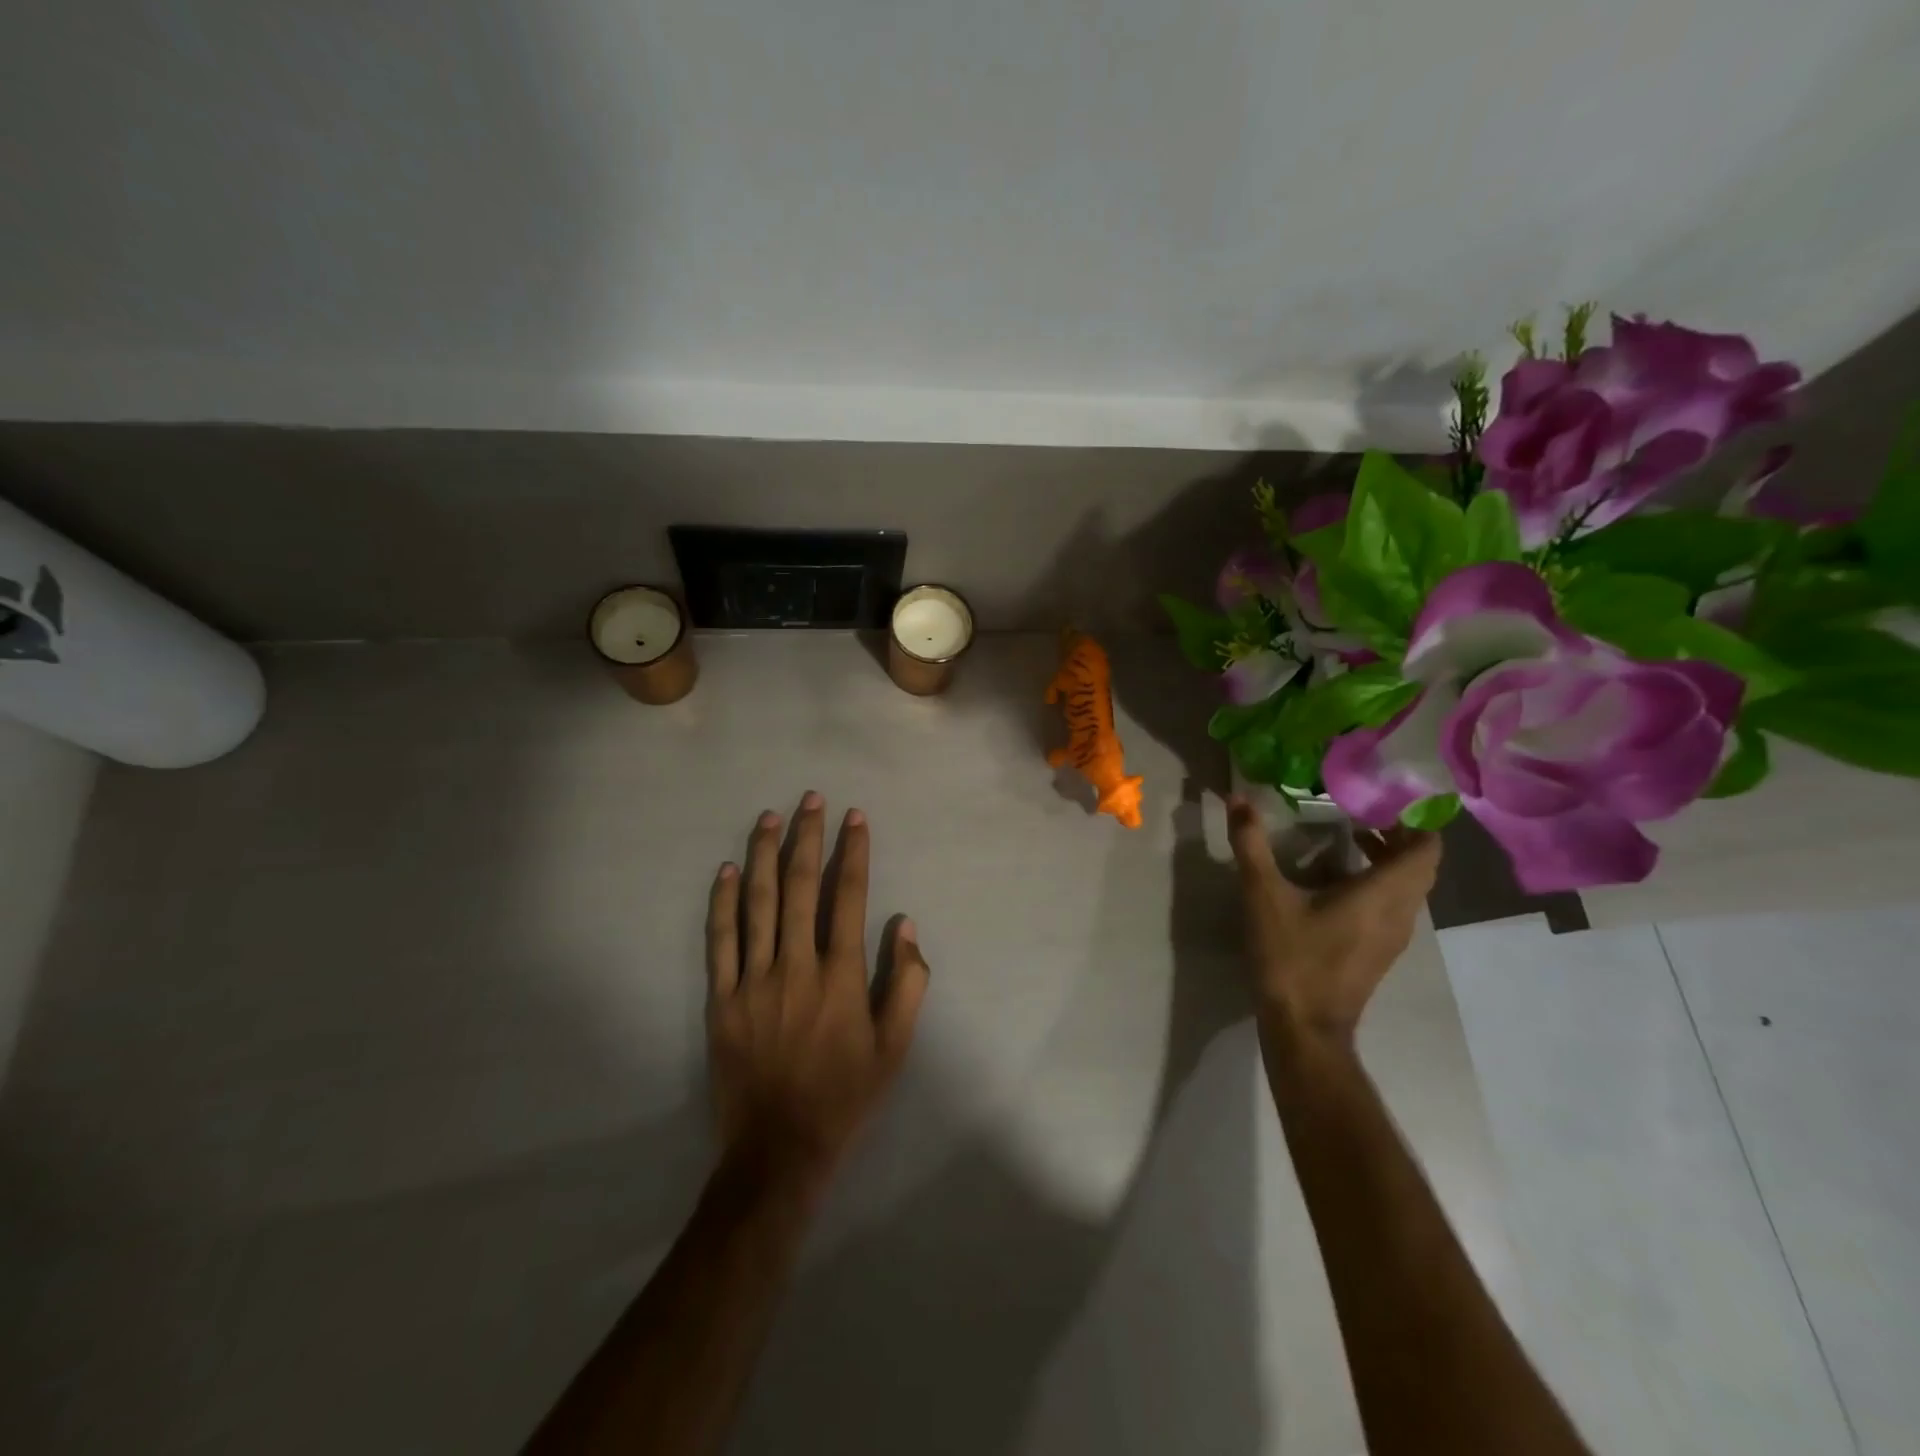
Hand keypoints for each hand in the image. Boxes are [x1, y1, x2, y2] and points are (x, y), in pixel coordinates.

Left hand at [705, 791, 929, 1197]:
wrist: (779, 1148)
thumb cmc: (845, 1094)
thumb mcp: (896, 1047)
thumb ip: (908, 984)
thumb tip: (905, 926)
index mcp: (841, 976)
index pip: (849, 897)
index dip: (853, 853)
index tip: (854, 818)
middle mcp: (796, 966)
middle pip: (801, 887)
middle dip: (808, 838)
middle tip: (811, 799)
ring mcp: (754, 980)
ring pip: (758, 904)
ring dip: (765, 855)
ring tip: (769, 817)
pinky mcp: (722, 999)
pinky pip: (720, 941)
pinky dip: (723, 903)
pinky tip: (728, 871)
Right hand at [1226, 795, 1440, 1045]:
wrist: (1304, 1027)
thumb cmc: (1291, 957)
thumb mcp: (1263, 896)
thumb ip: (1251, 844)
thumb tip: (1238, 798)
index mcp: (1383, 894)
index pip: (1428, 849)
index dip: (1415, 819)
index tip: (1386, 796)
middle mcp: (1400, 913)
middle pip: (1419, 865)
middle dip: (1398, 834)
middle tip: (1362, 809)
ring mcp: (1393, 937)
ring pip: (1408, 887)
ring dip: (1388, 859)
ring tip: (1350, 836)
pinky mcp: (1379, 953)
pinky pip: (1393, 906)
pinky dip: (1378, 883)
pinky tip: (1337, 880)